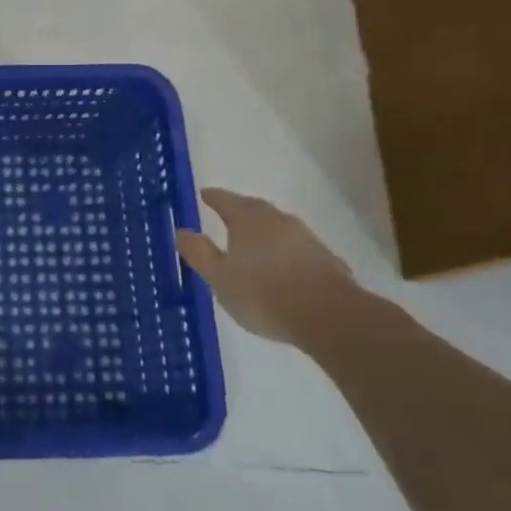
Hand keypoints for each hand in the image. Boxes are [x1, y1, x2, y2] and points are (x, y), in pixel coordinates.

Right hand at [176, 189, 361, 344]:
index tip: (204, 194)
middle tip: (227, 214)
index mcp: (248, 219)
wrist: (329, 317)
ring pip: (278, 227)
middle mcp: (277, 220)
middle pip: (254, 209)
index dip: (213, 197)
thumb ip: (200, 253)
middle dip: (240, 210)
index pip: (225, 200)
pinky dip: (285, 251)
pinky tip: (283, 267)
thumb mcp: (219, 277)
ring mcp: (306, 238)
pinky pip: (297, 248)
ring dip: (264, 231)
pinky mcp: (326, 260)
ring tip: (253, 243)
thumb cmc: (263, 293)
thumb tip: (181, 231)